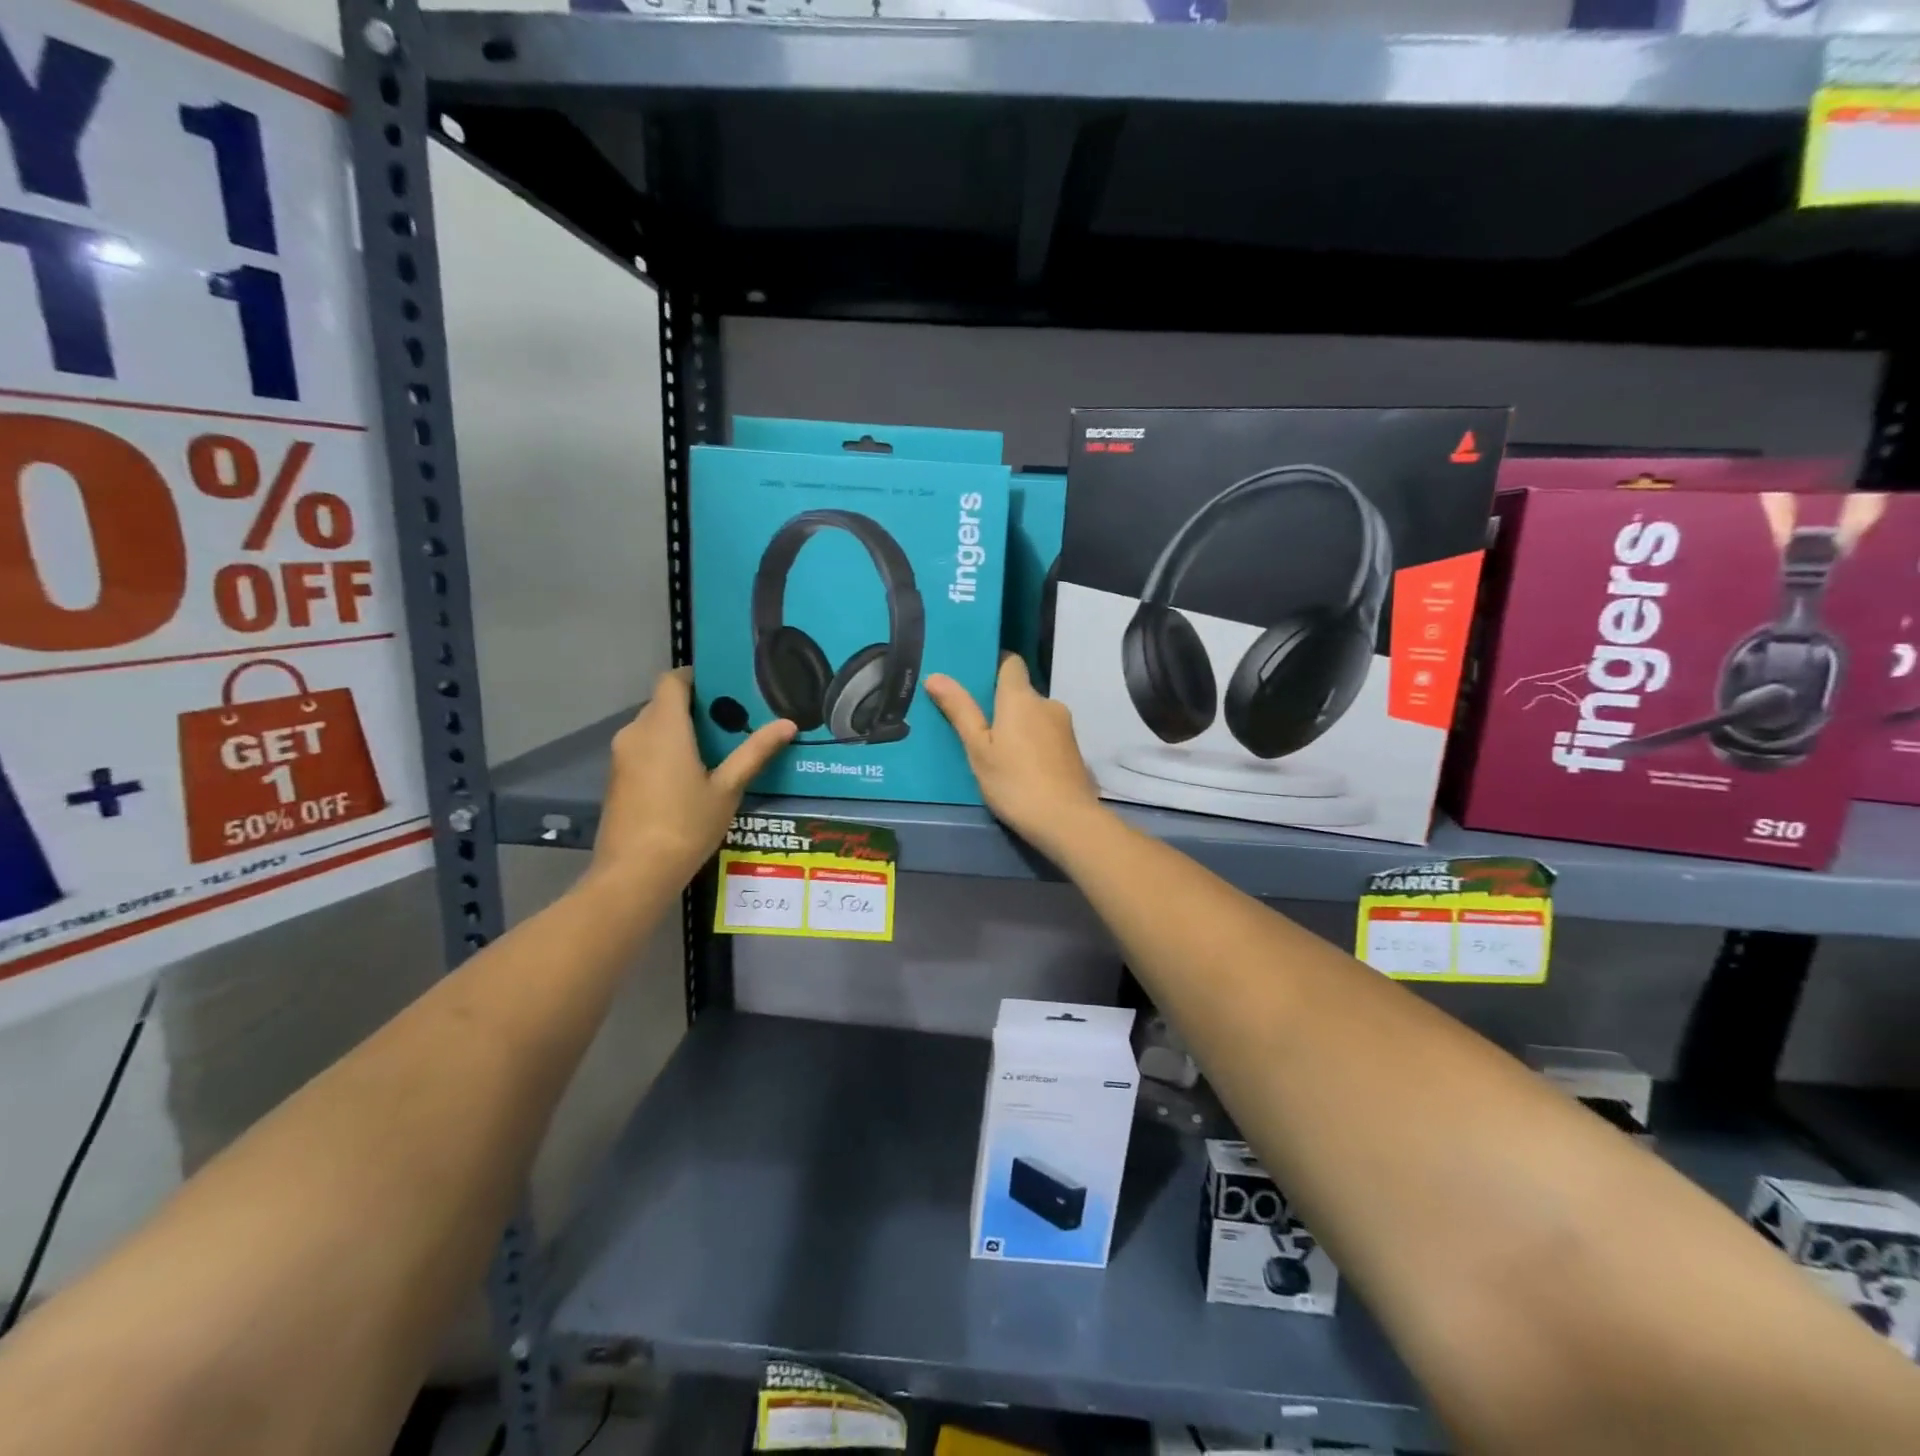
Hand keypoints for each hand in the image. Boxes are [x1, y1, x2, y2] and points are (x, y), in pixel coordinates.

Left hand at [591, 668, 794, 886]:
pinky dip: (664, 751)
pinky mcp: (616, 779)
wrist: (634, 872)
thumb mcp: (728, 789)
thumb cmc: (685, 825)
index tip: (724, 687)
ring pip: (652, 728)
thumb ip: (755, 752)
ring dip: (679, 731)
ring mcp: (621, 757)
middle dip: (694, 708)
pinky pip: (643, 750)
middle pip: (663, 704)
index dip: (695, 677)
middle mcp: (636, 733)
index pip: (672, 680)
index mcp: (664, 727)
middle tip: (731, 721)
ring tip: (716, 749)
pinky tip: (690, 776)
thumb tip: (788, 723)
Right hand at [924, 655, 1105, 853]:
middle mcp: (1047, 703)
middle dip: (1002, 704)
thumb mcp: (978, 749)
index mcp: (1021, 697)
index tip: (975, 679)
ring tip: (998, 750)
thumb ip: (960, 711)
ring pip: (1035, 716)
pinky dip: (1034, 743)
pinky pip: (1047, 735)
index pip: (1011, 662)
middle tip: (977, 725)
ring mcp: (1065, 727)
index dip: (994, 665)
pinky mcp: (1074, 749)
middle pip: (1022, 692)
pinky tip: (1022, 766)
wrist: (1066, 820)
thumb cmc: (1014, 782)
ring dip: (1020, 726)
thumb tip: (935, 676)